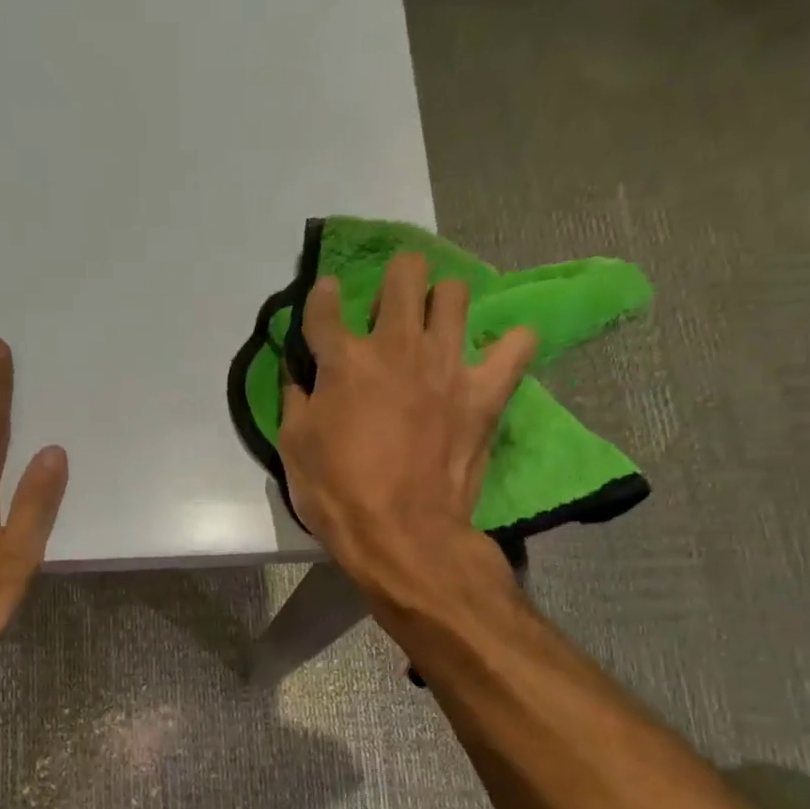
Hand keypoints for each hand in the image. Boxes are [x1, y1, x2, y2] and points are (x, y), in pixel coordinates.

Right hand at [278, 252, 533, 594]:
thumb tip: (299, 375)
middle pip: (405, 274)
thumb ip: (295, 401)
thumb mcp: (294, 448)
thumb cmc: (337, 494)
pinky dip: (507, 346)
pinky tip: (493, 357)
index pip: (325, 305)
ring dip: (442, 302)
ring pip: (455, 294)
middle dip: (396, 277)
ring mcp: (446, 364)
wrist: (401, 533)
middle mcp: (396, 346)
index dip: (321, 296)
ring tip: (435, 327)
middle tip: (389, 306)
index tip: (324, 298)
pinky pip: (516, 346)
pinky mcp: (484, 392)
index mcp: (344, 360)